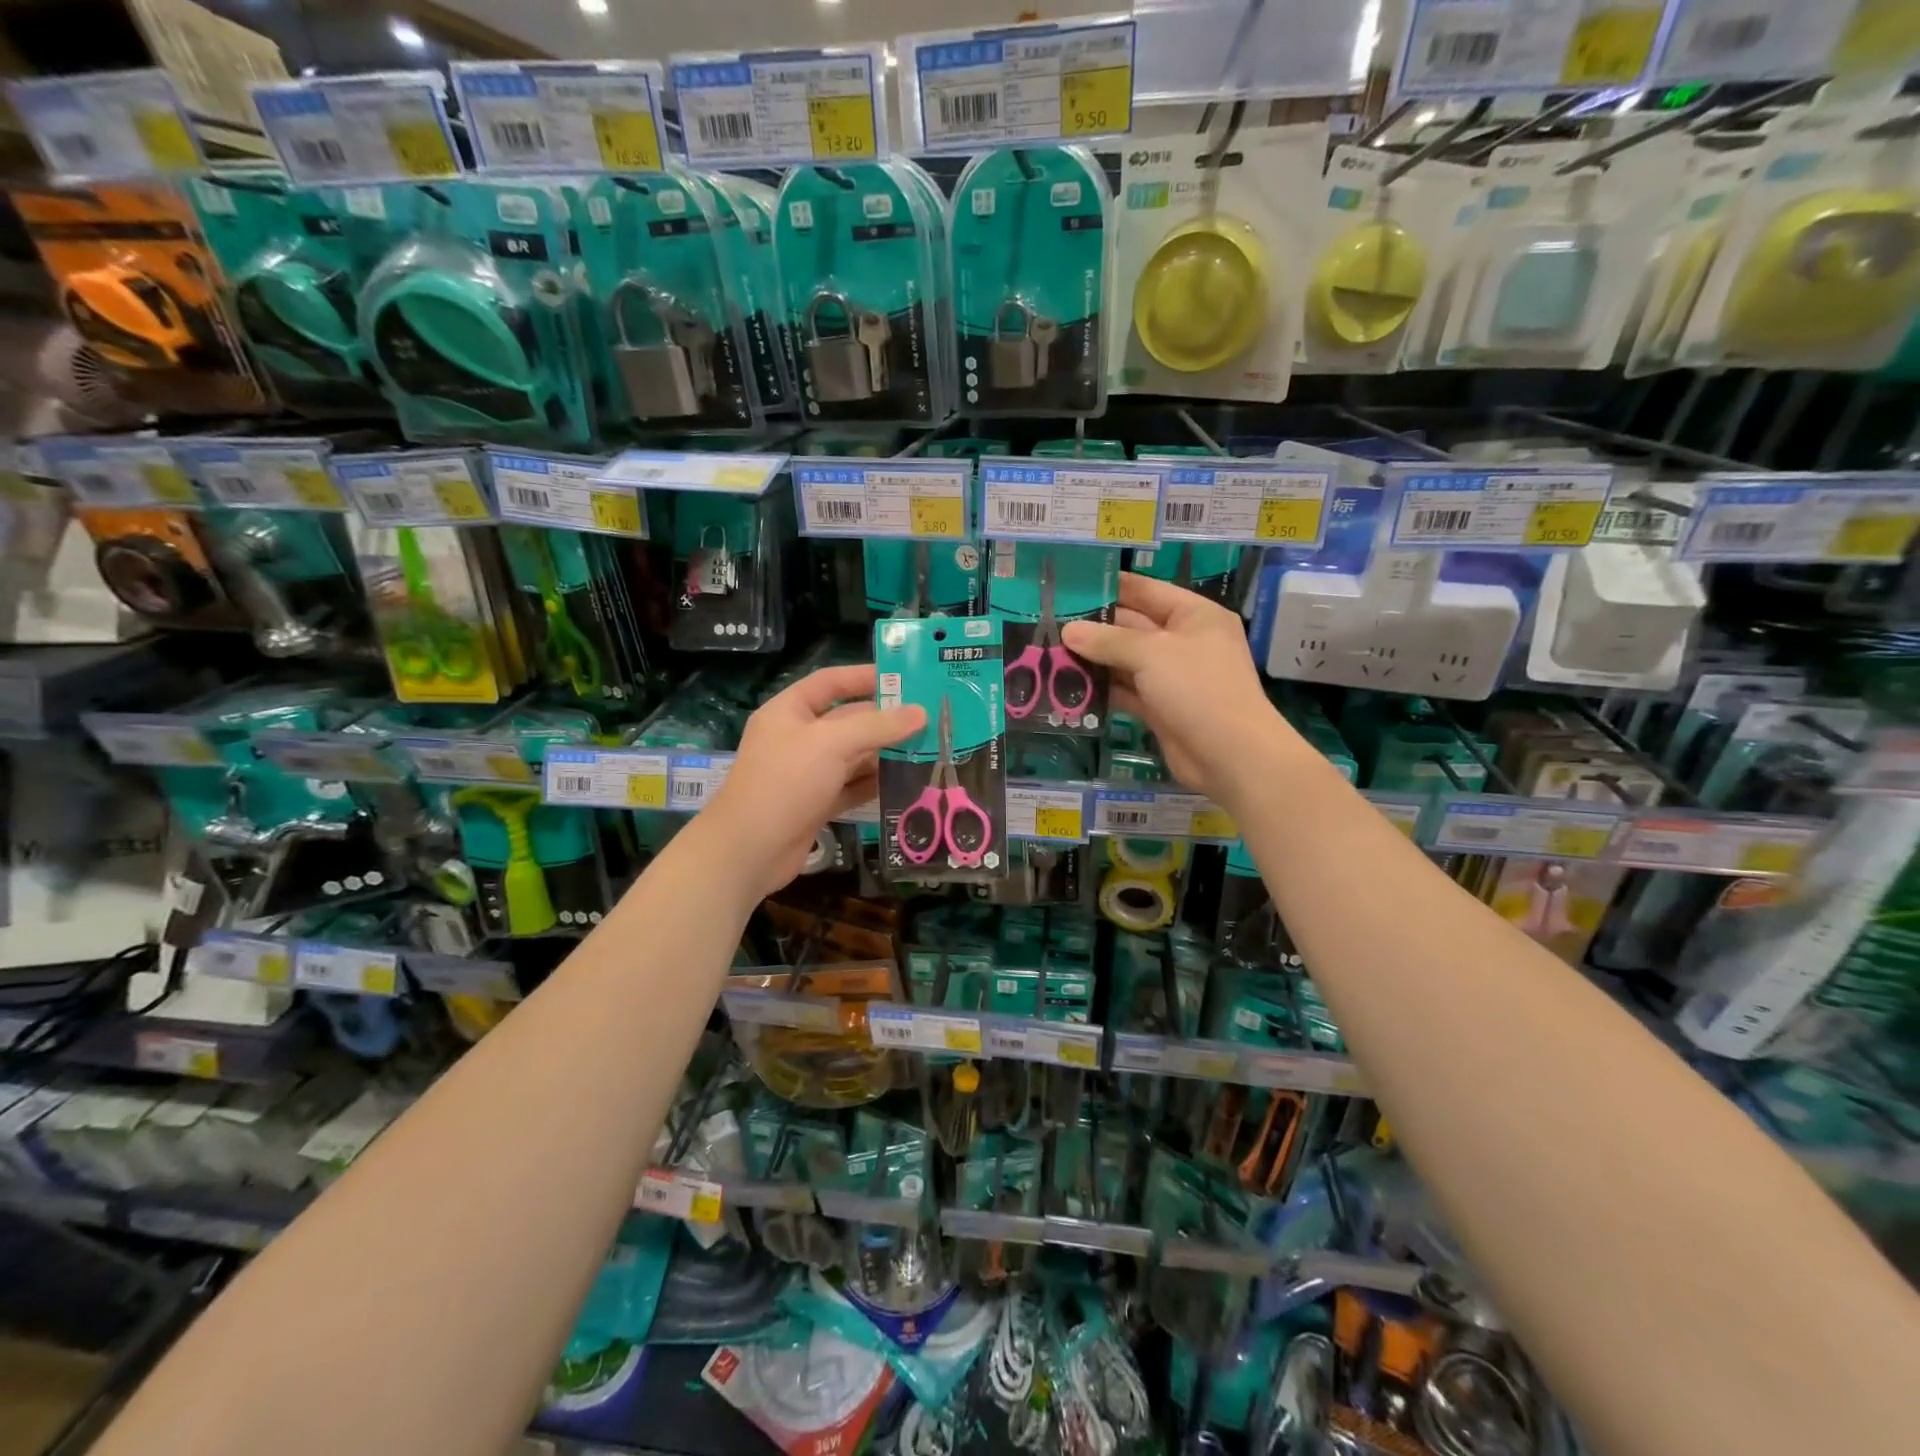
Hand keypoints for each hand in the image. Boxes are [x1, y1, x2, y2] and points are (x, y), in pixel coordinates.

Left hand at [702, 664, 924, 899]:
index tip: (904, 679)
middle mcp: (799, 738)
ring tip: (928, 751)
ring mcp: (808, 773)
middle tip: (930, 720)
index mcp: (790, 711)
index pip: (830, 682)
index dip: (864, 677)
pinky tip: (907, 783)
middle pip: (848, 721)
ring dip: (885, 754)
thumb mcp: (831, 744)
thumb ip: (877, 726)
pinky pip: (852, 787)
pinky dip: (876, 785)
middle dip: (885, 721)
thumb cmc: (785, 782)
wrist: (749, 850)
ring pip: (853, 756)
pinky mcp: (817, 804)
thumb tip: (921, 713)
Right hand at [1063, 573, 1292, 806]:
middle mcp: (1184, 641)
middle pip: (1132, 626)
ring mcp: (1172, 677)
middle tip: (1049, 622)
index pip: (1147, 590)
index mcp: (1194, 616)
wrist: (1231, 755)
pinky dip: (1102, 689)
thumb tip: (1069, 632)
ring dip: (1093, 659)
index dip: (1111, 586)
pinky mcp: (1160, 707)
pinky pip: (1126, 690)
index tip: (1072, 585)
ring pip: (1126, 661)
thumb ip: (1108, 641)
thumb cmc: (1198, 689)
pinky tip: (1069, 685)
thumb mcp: (1152, 654)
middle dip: (1094, 626)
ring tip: (1050, 652)